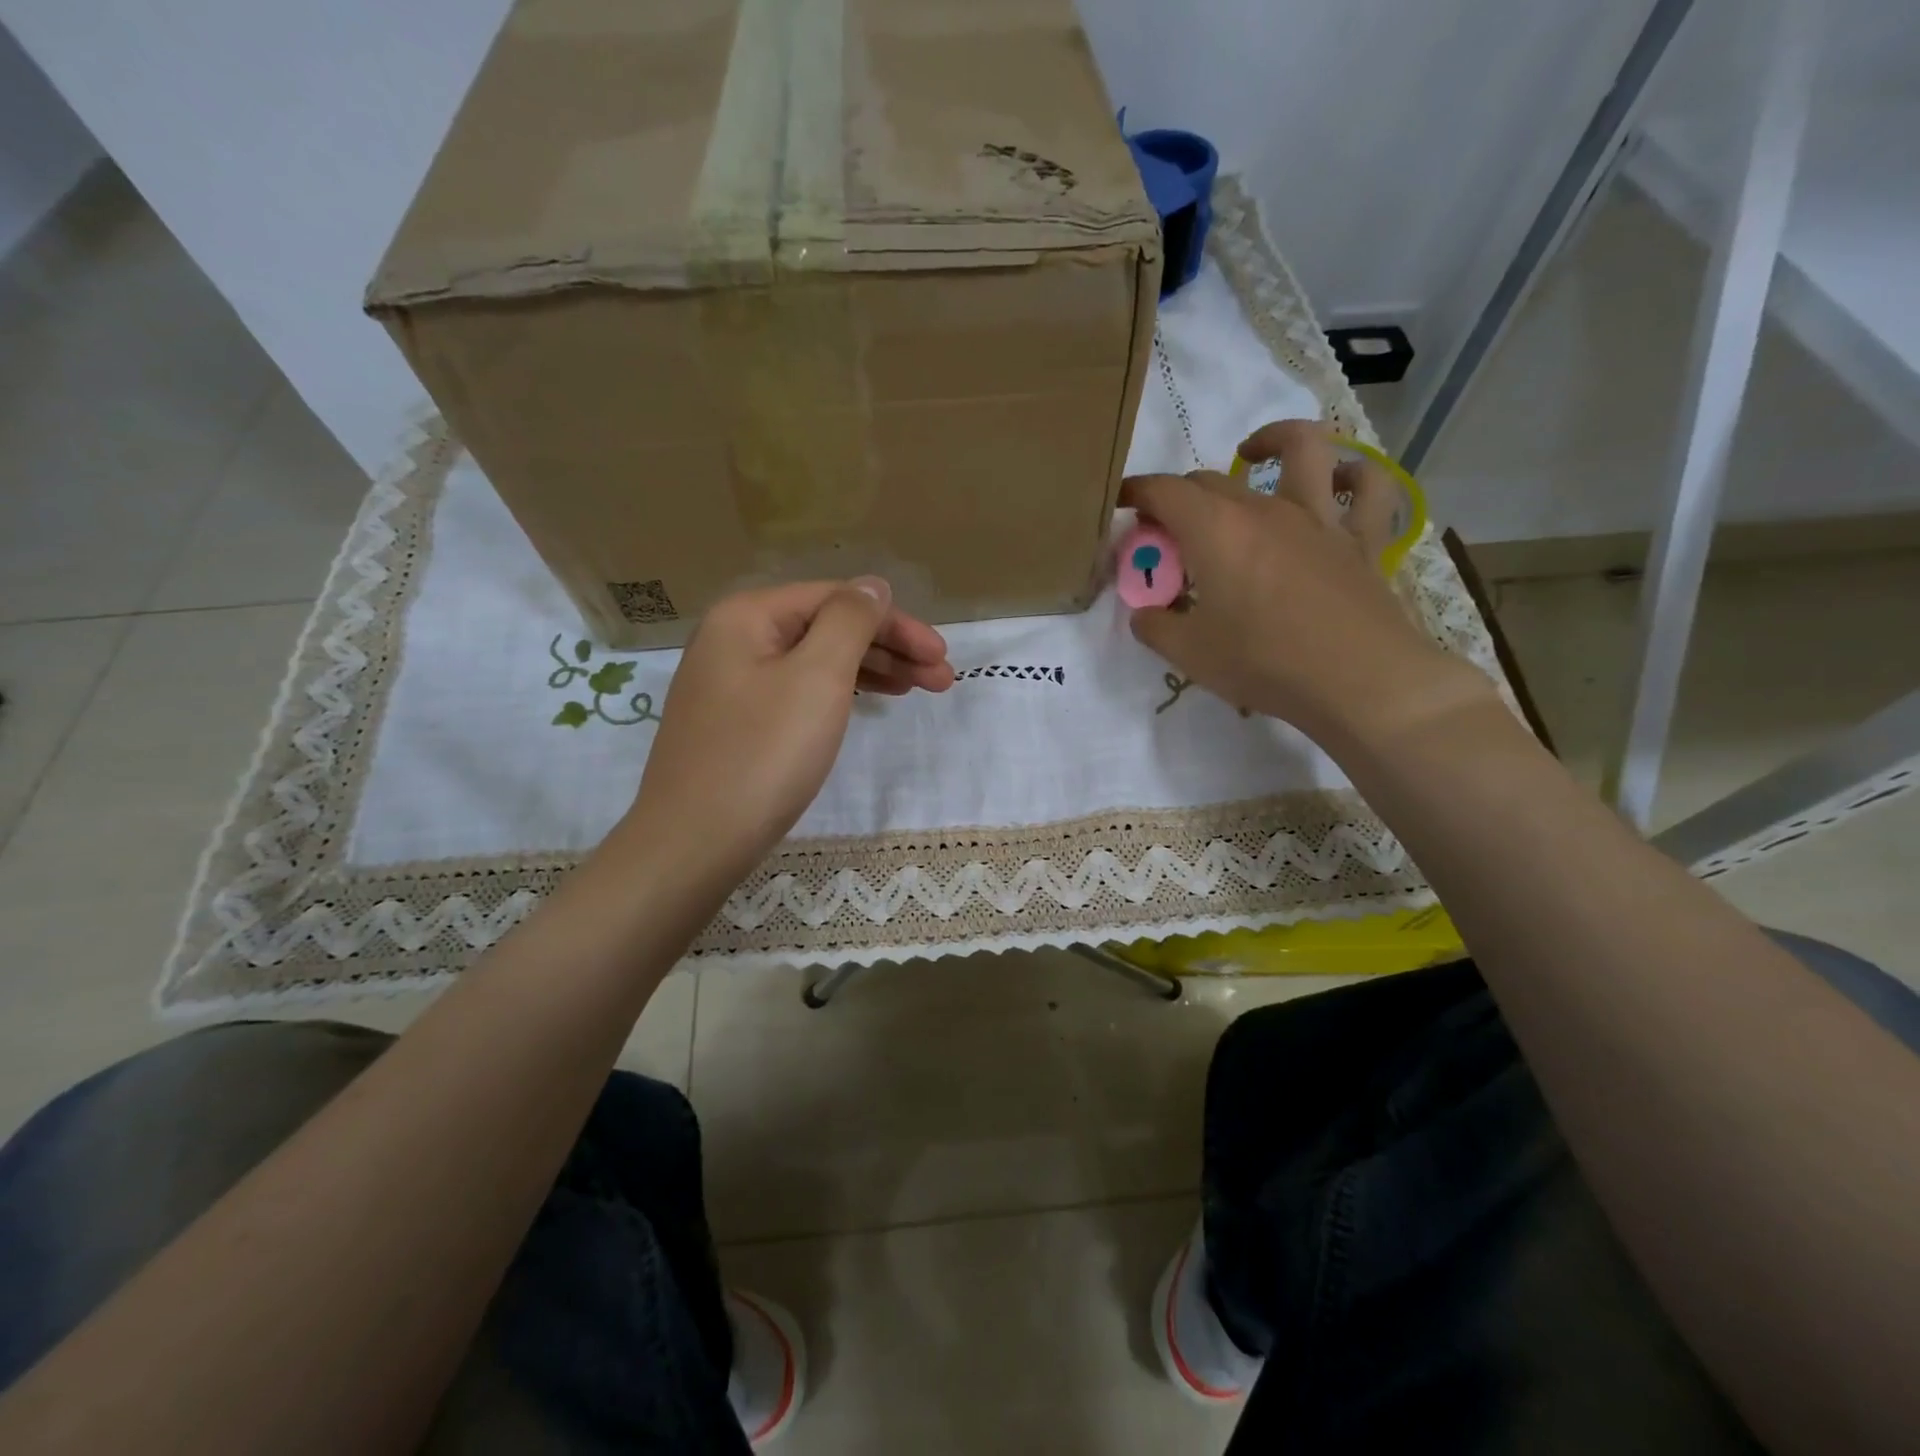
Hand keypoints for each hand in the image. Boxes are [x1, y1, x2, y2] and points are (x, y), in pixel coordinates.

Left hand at [627, 578, 953, 883]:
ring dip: (870, 671)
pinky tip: (866, 703)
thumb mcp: (818, 677)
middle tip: (941, 679)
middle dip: (889, 648)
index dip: (896, 623)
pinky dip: (837, 694)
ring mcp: (730, 684)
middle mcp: (733, 639)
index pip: (837, 600)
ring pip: (814, 662)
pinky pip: (797, 691)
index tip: (941, 655)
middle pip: (826, 628)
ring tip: (916, 690)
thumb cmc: (764, 754)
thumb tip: (872, 586)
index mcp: (748, 616)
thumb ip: (850, 621)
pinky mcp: (735, 723)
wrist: (694, 842)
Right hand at [1124, 419, 1493, 748]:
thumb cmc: (1263, 662)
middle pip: (1212, 479)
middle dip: (1179, 494)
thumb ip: (1156, 627)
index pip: (1164, 491)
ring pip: (1303, 449)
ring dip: (1275, 441)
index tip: (1122, 505)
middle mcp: (1264, 509)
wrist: (1357, 681)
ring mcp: (1319, 518)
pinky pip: (1368, 488)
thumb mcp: (1189, 654)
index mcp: (1215, 530)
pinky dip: (1354, 475)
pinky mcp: (1362, 539)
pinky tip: (1339, 481)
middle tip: (1168, 528)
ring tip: (1254, 456)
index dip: (1136, 492)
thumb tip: (1144, 614)